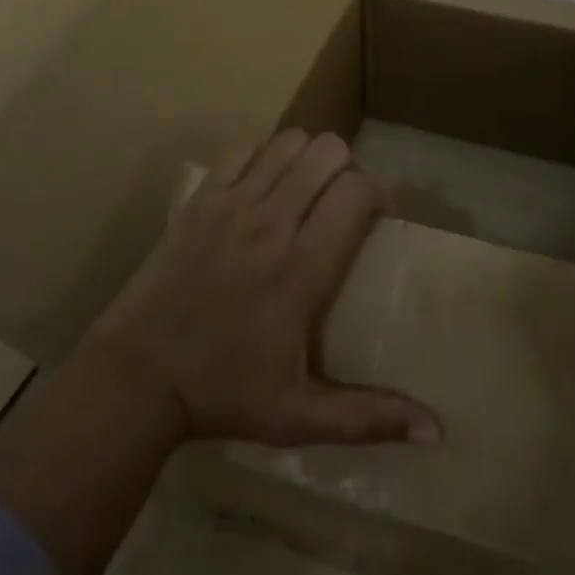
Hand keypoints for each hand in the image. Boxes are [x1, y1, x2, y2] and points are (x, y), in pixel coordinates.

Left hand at [87, 129, 440, 448]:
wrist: (138, 376)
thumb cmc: (223, 394)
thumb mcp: (299, 417)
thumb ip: (369, 417)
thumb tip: (436, 432)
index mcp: (302, 269)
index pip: (356, 192)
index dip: (381, 190)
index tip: (384, 211)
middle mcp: (272, 223)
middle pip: (328, 152)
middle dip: (347, 167)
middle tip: (343, 200)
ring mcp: (231, 205)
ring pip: (288, 142)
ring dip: (307, 157)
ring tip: (307, 189)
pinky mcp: (200, 199)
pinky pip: (241, 148)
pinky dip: (262, 154)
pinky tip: (262, 184)